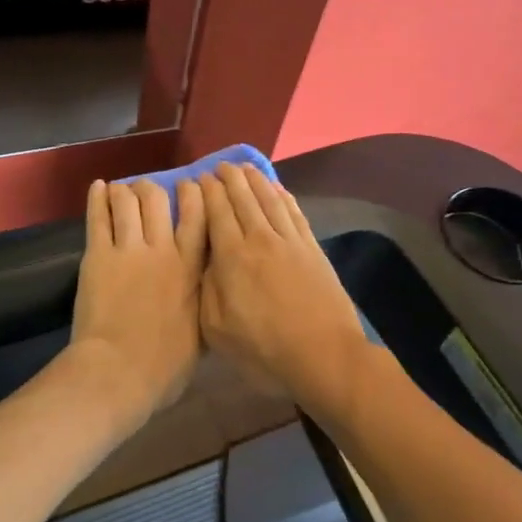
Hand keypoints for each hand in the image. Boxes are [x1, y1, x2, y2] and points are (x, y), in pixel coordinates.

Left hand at [69, 177, 206, 427]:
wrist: (119, 371)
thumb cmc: (166, 365)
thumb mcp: (202, 332)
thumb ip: (205, 302)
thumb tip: (212, 292)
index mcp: (191, 268)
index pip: (198, 216)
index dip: (194, 194)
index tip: (191, 187)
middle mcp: (162, 249)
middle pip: (158, 200)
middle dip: (153, 188)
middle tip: (148, 190)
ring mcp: (128, 250)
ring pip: (127, 202)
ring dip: (125, 190)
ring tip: (121, 190)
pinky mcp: (97, 256)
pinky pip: (98, 217)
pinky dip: (97, 198)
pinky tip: (98, 187)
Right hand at [197, 164, 372, 411]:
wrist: (323, 354)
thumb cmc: (264, 349)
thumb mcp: (217, 329)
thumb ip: (205, 289)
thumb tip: (203, 259)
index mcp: (232, 257)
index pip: (217, 212)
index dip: (207, 192)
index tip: (198, 178)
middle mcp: (260, 238)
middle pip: (243, 198)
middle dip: (229, 179)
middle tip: (219, 166)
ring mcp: (290, 241)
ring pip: (269, 199)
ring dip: (255, 180)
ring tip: (244, 168)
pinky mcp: (312, 248)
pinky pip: (294, 212)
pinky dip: (283, 196)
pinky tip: (278, 189)